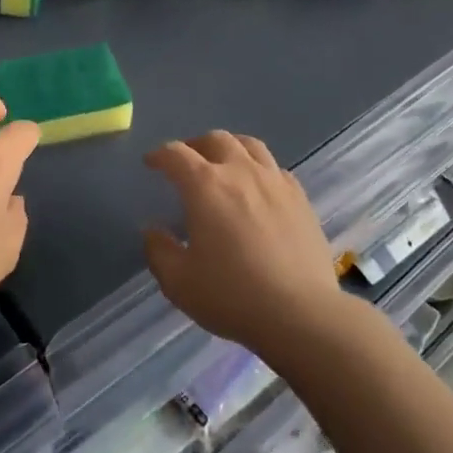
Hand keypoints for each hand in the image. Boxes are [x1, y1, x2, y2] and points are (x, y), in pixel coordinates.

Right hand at [141, 131, 343, 357]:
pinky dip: (260, 168)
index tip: (151, 162)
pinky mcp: (300, 197)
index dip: (160, 155)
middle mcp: (240, 171)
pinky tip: (259, 187)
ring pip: (249, 145)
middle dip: (195, 145)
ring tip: (224, 162)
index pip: (176, 154)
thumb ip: (159, 251)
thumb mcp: (179, 282)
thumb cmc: (232, 296)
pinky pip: (276, 168)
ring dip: (230, 147)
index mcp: (205, 186)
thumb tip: (152, 230)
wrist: (301, 313)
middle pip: (215, 140)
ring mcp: (274, 181)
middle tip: (187, 161)